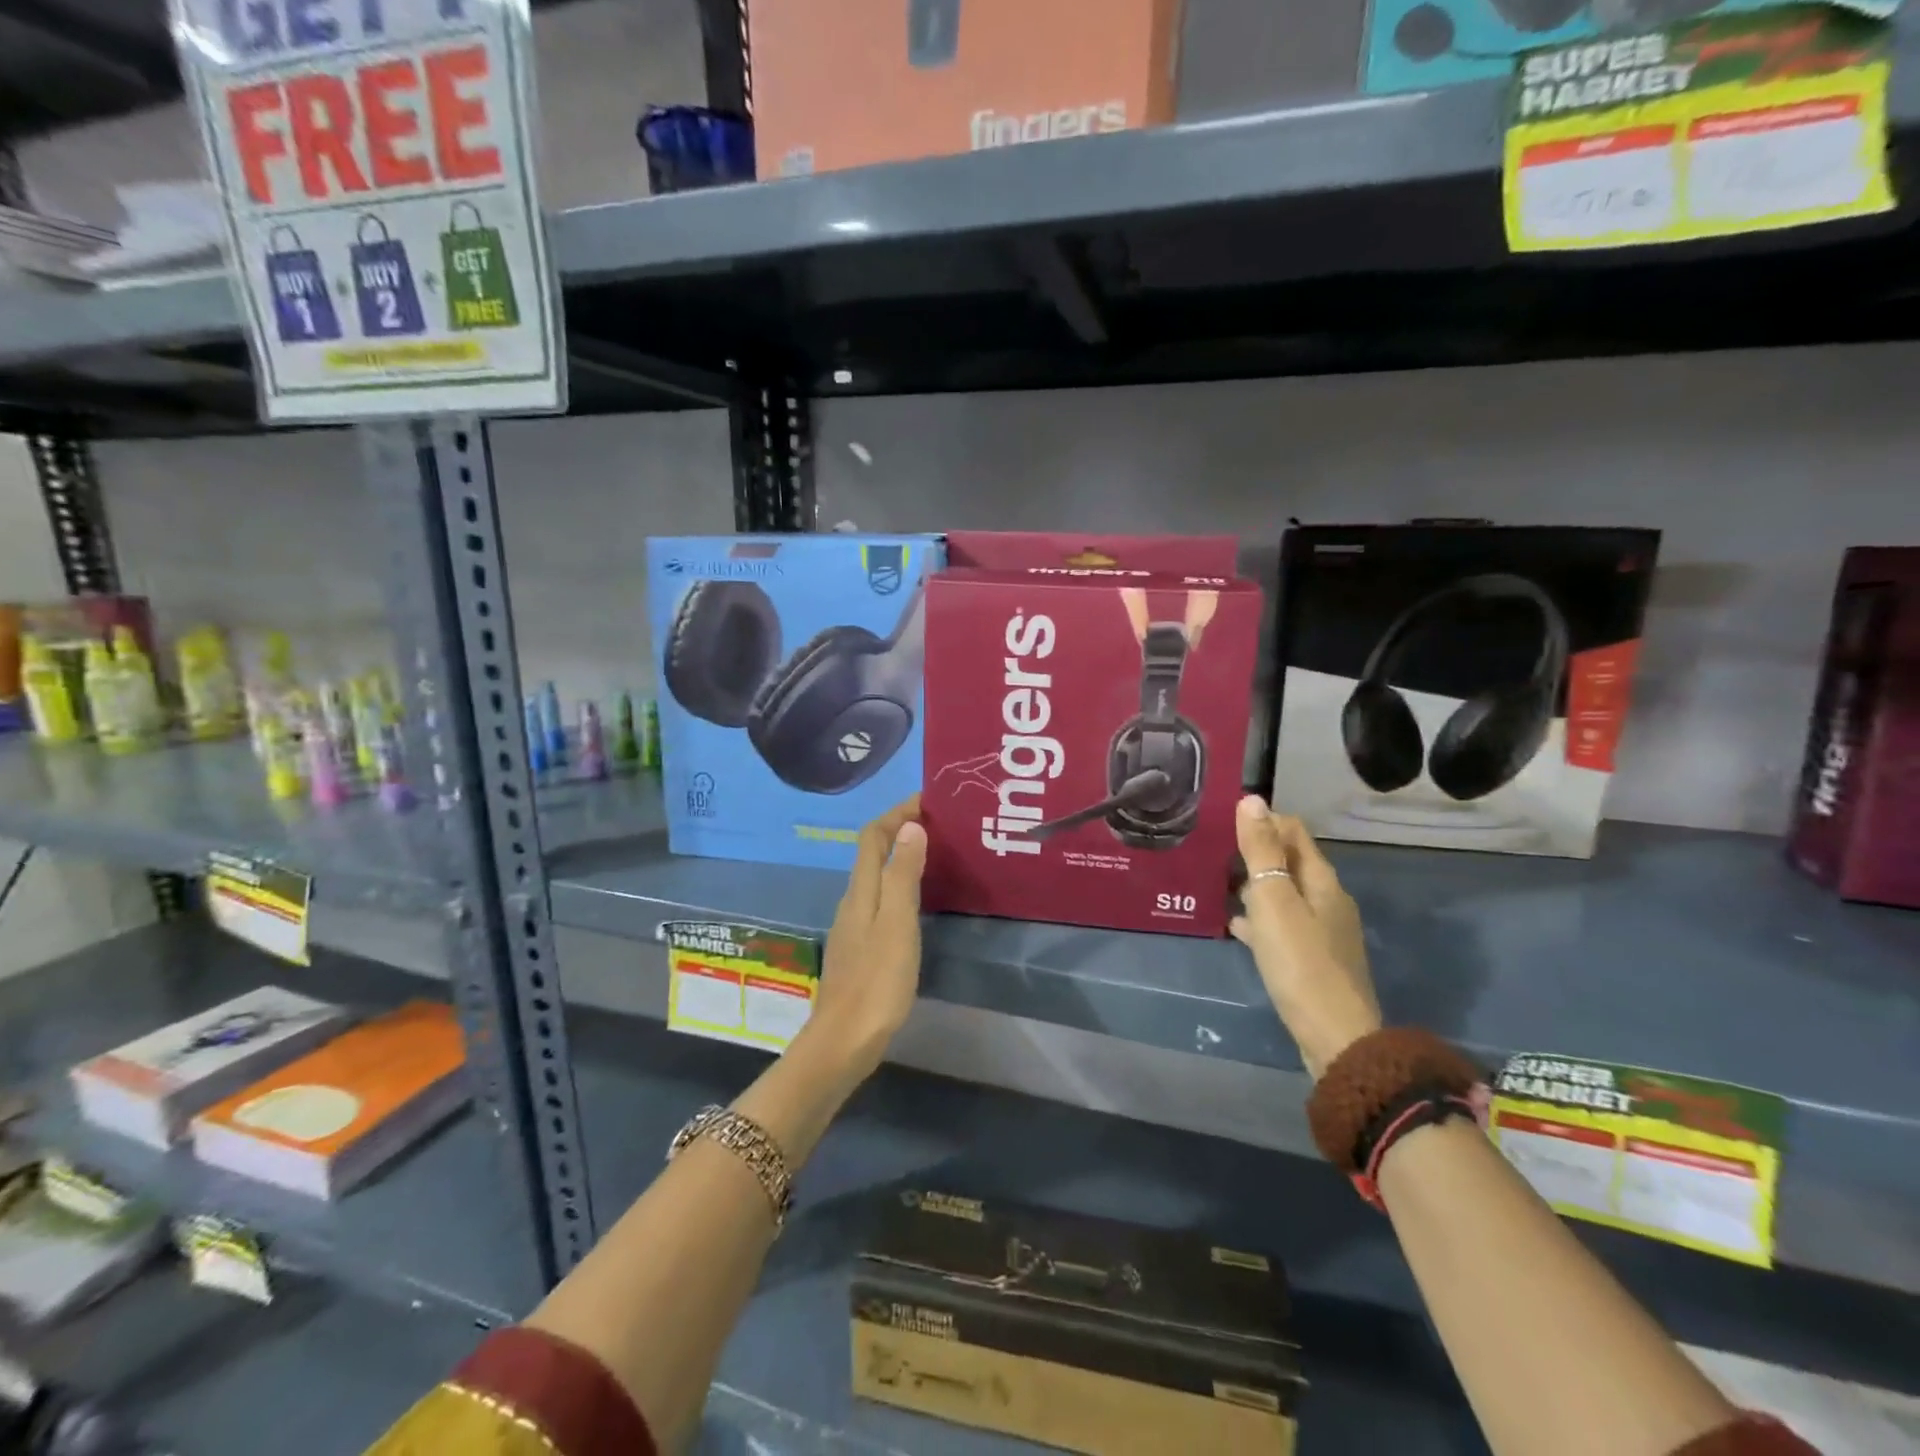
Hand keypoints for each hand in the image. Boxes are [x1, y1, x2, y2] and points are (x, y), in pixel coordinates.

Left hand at [808, 797, 926, 1077]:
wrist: (844, 1041)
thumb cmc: (876, 982)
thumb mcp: (897, 924)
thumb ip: (902, 875)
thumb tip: (911, 827)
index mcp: (861, 891)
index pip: (873, 835)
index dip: (897, 812)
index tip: (929, 800)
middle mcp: (853, 900)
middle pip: (873, 851)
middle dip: (902, 829)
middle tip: (941, 825)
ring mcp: (855, 925)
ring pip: (877, 875)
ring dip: (902, 857)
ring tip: (938, 855)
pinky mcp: (861, 947)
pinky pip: (881, 899)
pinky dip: (900, 885)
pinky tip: (921, 900)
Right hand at [1232, 796, 1381, 1078]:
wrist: (1335, 1036)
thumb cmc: (1300, 961)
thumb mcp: (1273, 900)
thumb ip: (1260, 851)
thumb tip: (1251, 800)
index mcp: (1321, 880)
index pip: (1293, 831)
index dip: (1262, 820)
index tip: (1224, 821)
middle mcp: (1327, 899)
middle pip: (1289, 861)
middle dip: (1255, 852)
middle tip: (1213, 851)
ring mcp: (1322, 930)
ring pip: (1283, 894)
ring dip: (1254, 885)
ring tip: (1217, 883)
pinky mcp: (1313, 958)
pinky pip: (1281, 924)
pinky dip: (1259, 918)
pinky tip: (1236, 925)